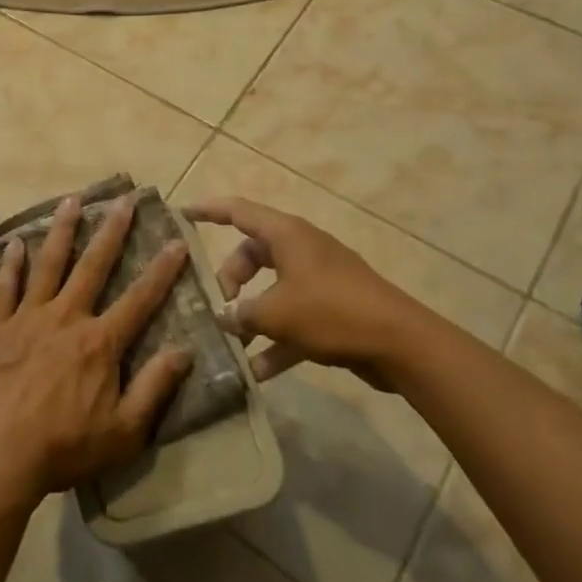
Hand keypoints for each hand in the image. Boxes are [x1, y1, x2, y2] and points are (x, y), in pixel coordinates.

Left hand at [0, 194, 193, 507]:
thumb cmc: (65, 448)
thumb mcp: (124, 431)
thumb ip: (154, 388)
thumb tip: (184, 351)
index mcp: (100, 342)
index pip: (140, 299)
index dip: (162, 271)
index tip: (176, 242)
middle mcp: (66, 318)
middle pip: (93, 266)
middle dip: (111, 230)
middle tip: (123, 199)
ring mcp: (28, 318)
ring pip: (48, 264)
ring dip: (61, 230)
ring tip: (71, 200)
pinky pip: (5, 288)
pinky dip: (11, 264)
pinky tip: (15, 243)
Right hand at [184, 197, 436, 388]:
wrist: (401, 344)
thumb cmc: (331, 313)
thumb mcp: (275, 313)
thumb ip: (241, 313)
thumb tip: (222, 316)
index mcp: (286, 235)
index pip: (238, 211)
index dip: (208, 211)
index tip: (181, 214)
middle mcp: (301, 249)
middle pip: (252, 254)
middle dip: (229, 279)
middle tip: (217, 306)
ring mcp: (319, 279)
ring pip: (271, 288)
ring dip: (251, 313)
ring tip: (232, 341)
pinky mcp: (332, 308)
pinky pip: (293, 317)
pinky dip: (276, 339)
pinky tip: (258, 371)